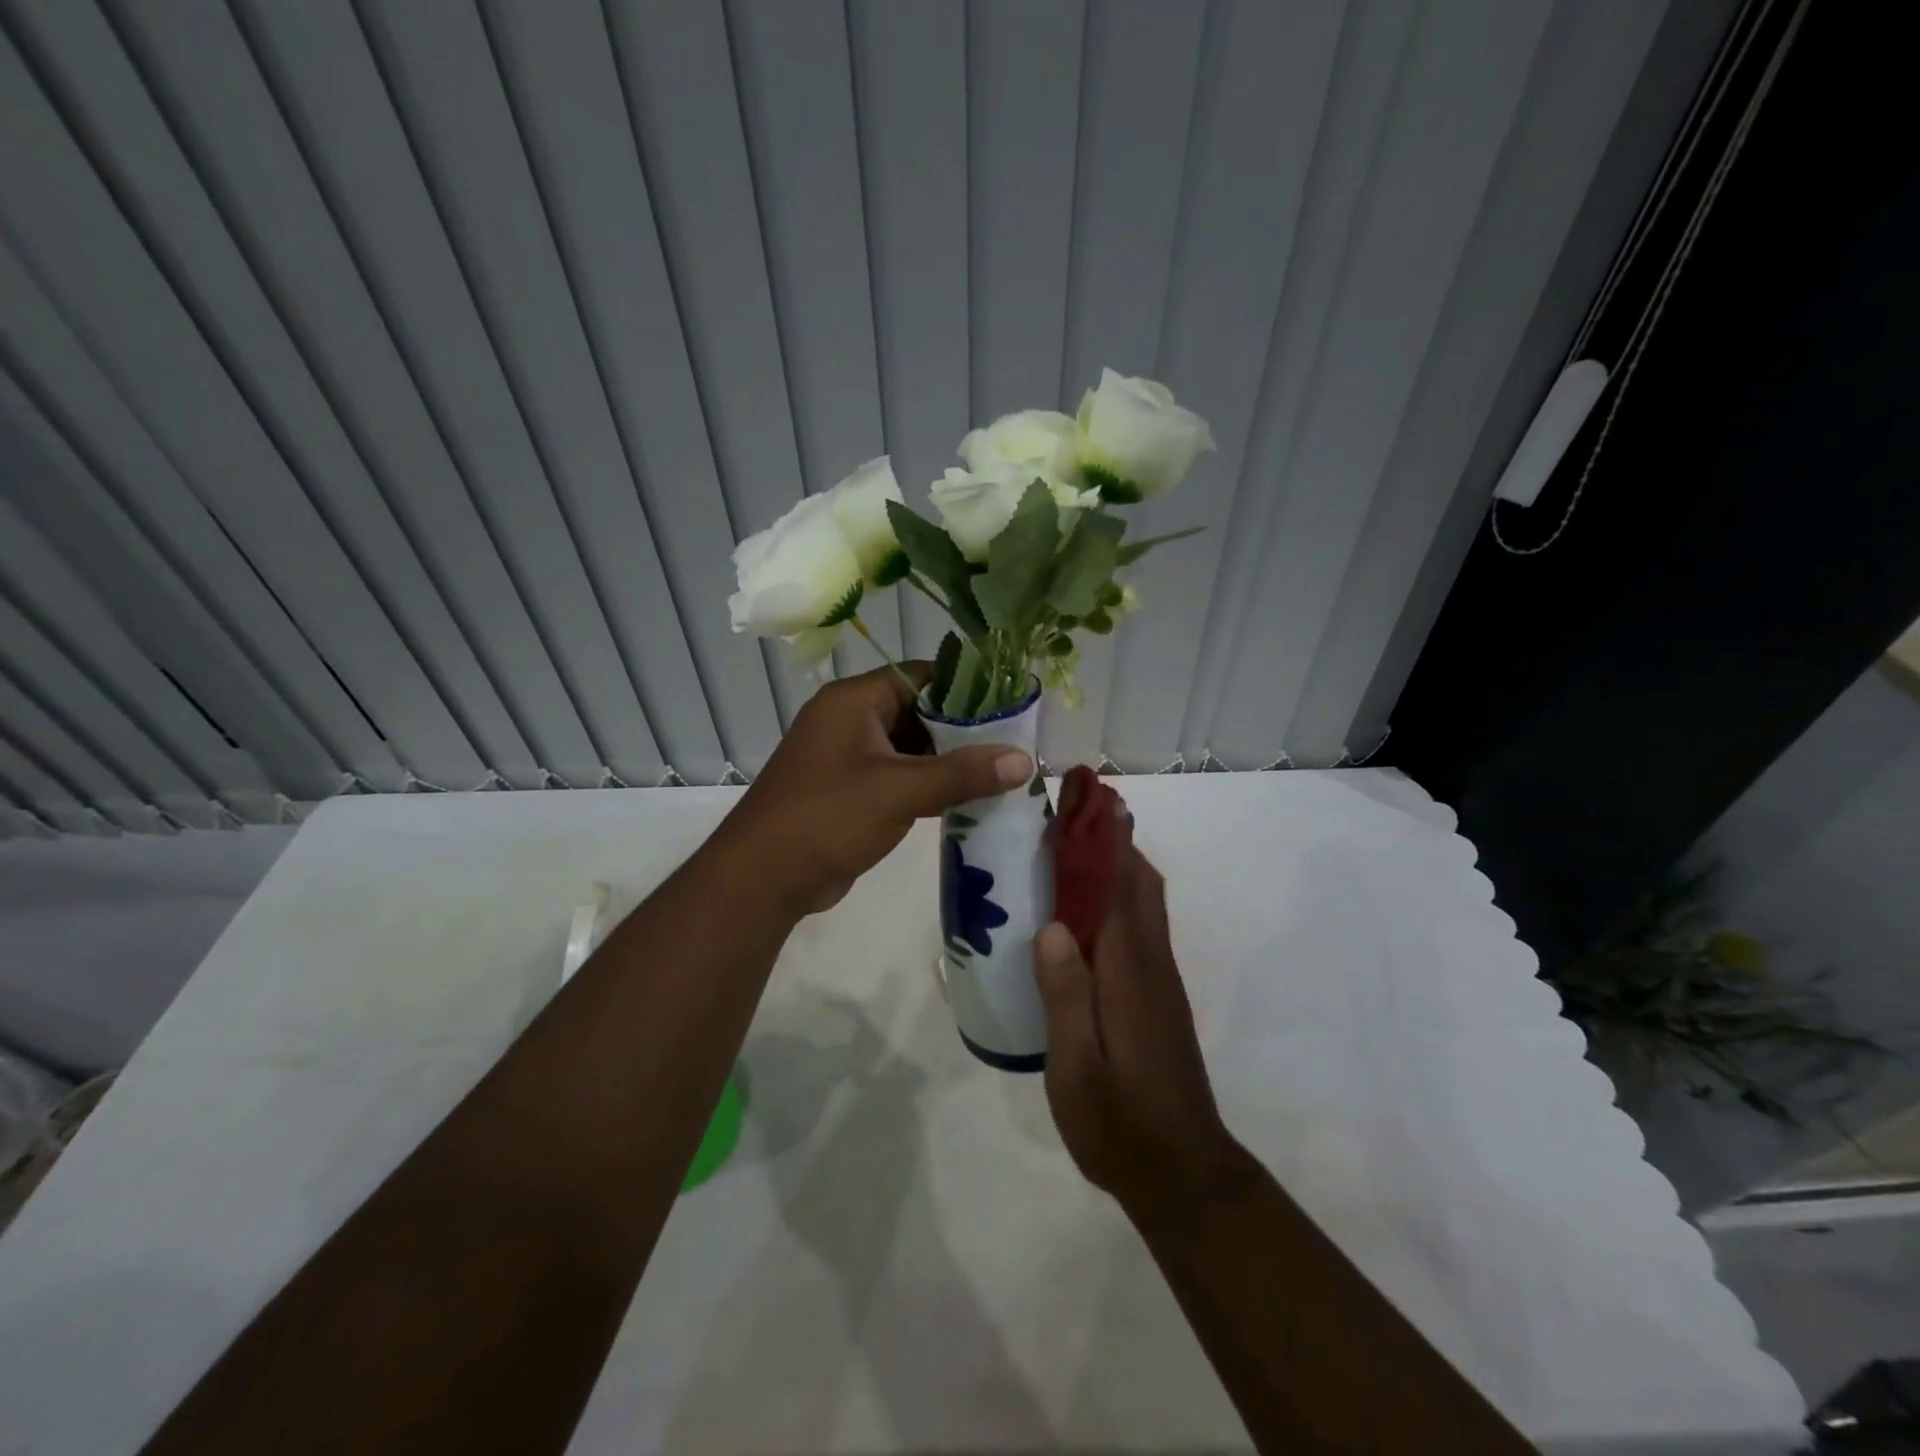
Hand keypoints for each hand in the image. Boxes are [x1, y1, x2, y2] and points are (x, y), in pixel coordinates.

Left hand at [715, 663, 1031, 916]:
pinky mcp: (851, 792)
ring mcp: (849, 758)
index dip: (966, 686)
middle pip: (919, 712)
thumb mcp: (899, 790)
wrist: (763, 878)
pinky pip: (899, 777)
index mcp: (854, 700)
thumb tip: (1024, 760)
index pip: (921, 675)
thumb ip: (962, 774)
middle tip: (1014, 743)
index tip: (1011, 703)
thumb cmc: (828, 816)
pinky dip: (929, 786)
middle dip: (963, 730)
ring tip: (1001, 772)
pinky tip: (967, 799)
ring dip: (949, 761)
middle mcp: (851, 720)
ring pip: (911, 748)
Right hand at [1035, 781, 1250, 1220]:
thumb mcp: (1075, 1066)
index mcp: (1129, 971)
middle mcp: (1151, 962)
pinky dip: (1119, 895)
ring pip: (1144, 901)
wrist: (1182, 1172)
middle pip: (1140, 883)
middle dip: (1113, 839)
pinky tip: (1084, 908)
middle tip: (1071, 812)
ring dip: (1118, 863)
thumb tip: (1052, 926)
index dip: (1103, 840)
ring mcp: (1159, 978)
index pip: (1119, 888)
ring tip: (1073, 845)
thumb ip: (1065, 995)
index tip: (1083, 801)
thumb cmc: (1118, 1121)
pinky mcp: (1157, 995)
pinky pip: (1140, 925)